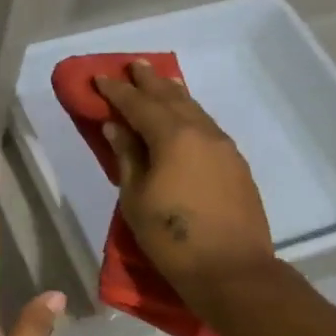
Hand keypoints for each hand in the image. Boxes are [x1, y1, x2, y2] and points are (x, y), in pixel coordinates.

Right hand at [94, 60, 276, 311]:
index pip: (138, 104)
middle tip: (133, 65)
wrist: (231, 270)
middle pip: (171, 98)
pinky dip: (190, 114)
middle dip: (149, 81)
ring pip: (194, 109)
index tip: (99, 77)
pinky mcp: (235, 164)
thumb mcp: (136, 197)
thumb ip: (127, 156)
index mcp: (173, 137)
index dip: (117, 91)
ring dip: (173, 94)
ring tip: (159, 82)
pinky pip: (207, 126)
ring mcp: (224, 147)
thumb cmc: (172, 237)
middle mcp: (201, 132)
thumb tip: (116, 127)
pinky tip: (184, 118)